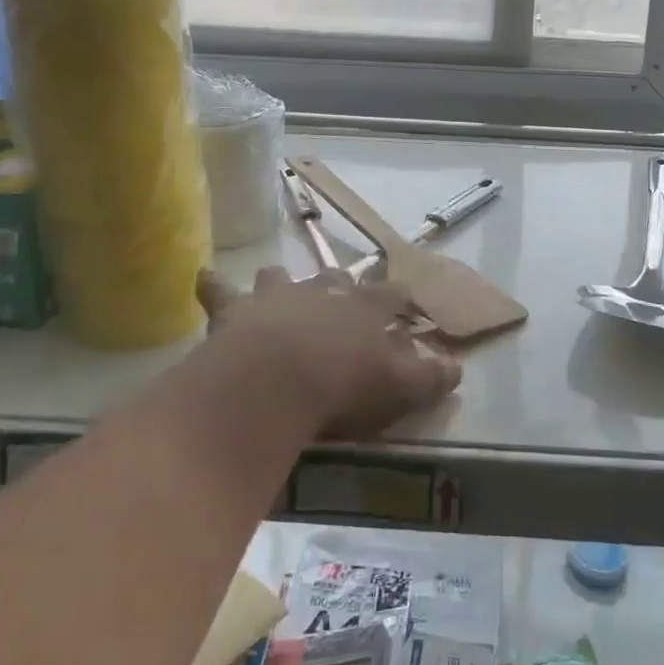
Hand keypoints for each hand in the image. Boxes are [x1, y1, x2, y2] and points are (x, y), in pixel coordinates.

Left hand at [197, 268, 461, 440]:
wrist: (276, 380)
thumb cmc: (344, 385)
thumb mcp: (399, 388)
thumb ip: (430, 378)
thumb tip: (457, 370)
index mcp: (364, 307)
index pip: (391, 293)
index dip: (399, 296)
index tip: (405, 300)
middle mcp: (322, 291)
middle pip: (336, 277)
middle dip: (342, 284)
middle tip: (343, 294)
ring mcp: (277, 295)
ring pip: (280, 276)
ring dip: (280, 281)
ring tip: (279, 285)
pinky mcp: (236, 310)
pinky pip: (220, 290)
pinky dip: (214, 286)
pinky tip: (206, 278)